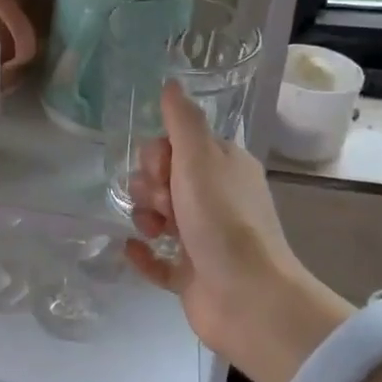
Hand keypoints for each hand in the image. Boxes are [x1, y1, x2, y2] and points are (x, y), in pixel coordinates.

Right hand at [125, 81, 350, 381]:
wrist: (248, 299)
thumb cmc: (223, 220)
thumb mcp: (200, 159)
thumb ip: (182, 120)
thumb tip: (171, 82)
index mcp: (224, 167)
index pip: (177, 146)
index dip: (159, 154)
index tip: (163, 168)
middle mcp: (216, 199)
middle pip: (163, 179)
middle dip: (151, 186)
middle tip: (164, 203)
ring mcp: (204, 239)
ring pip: (158, 216)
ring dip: (146, 217)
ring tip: (154, 230)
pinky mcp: (192, 275)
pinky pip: (157, 259)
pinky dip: (144, 253)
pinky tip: (133, 249)